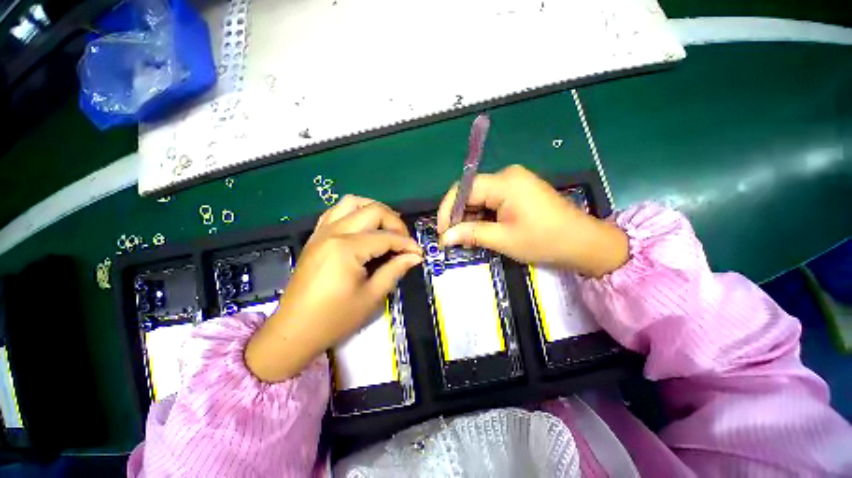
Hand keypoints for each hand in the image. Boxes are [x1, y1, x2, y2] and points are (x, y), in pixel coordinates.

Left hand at [245, 196, 421, 381]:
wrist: (294, 331)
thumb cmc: (334, 318)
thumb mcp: (371, 297)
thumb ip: (395, 270)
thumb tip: (415, 256)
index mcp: (346, 248)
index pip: (386, 237)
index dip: (407, 244)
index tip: (419, 253)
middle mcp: (333, 232)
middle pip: (373, 210)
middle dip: (395, 222)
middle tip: (404, 242)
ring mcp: (321, 231)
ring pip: (353, 203)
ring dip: (374, 211)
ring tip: (386, 228)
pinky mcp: (316, 236)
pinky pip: (336, 211)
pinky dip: (355, 213)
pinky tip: (363, 228)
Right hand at [437, 165, 628, 277]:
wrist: (584, 244)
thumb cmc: (545, 240)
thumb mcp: (504, 239)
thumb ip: (471, 234)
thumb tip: (445, 238)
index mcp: (505, 182)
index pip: (464, 189)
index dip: (448, 210)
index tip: (442, 232)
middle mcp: (507, 176)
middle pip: (471, 193)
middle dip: (459, 216)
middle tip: (453, 239)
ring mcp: (514, 183)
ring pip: (480, 199)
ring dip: (470, 219)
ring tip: (467, 240)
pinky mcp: (518, 193)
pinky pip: (492, 202)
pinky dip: (483, 218)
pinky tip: (481, 233)